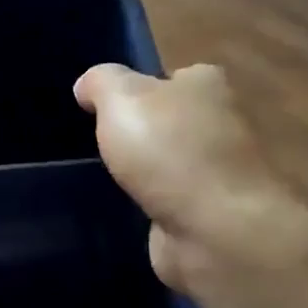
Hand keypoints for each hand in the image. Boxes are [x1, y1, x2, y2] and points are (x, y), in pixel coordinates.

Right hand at [74, 63, 307, 296]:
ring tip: (106, 178)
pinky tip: (128, 208)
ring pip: (170, 163)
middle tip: (102, 145)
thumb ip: (100, 82)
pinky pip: (171, 200)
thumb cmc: (169, 151)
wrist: (215, 230)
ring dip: (145, 173)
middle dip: (141, 133)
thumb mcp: (121, 98)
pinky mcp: (210, 212)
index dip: (138, 90)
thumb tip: (86, 86)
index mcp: (207, 85)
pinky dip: (152, 205)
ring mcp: (218, 171)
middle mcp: (220, 122)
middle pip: (170, 121)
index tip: (106, 109)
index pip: (171, 77)